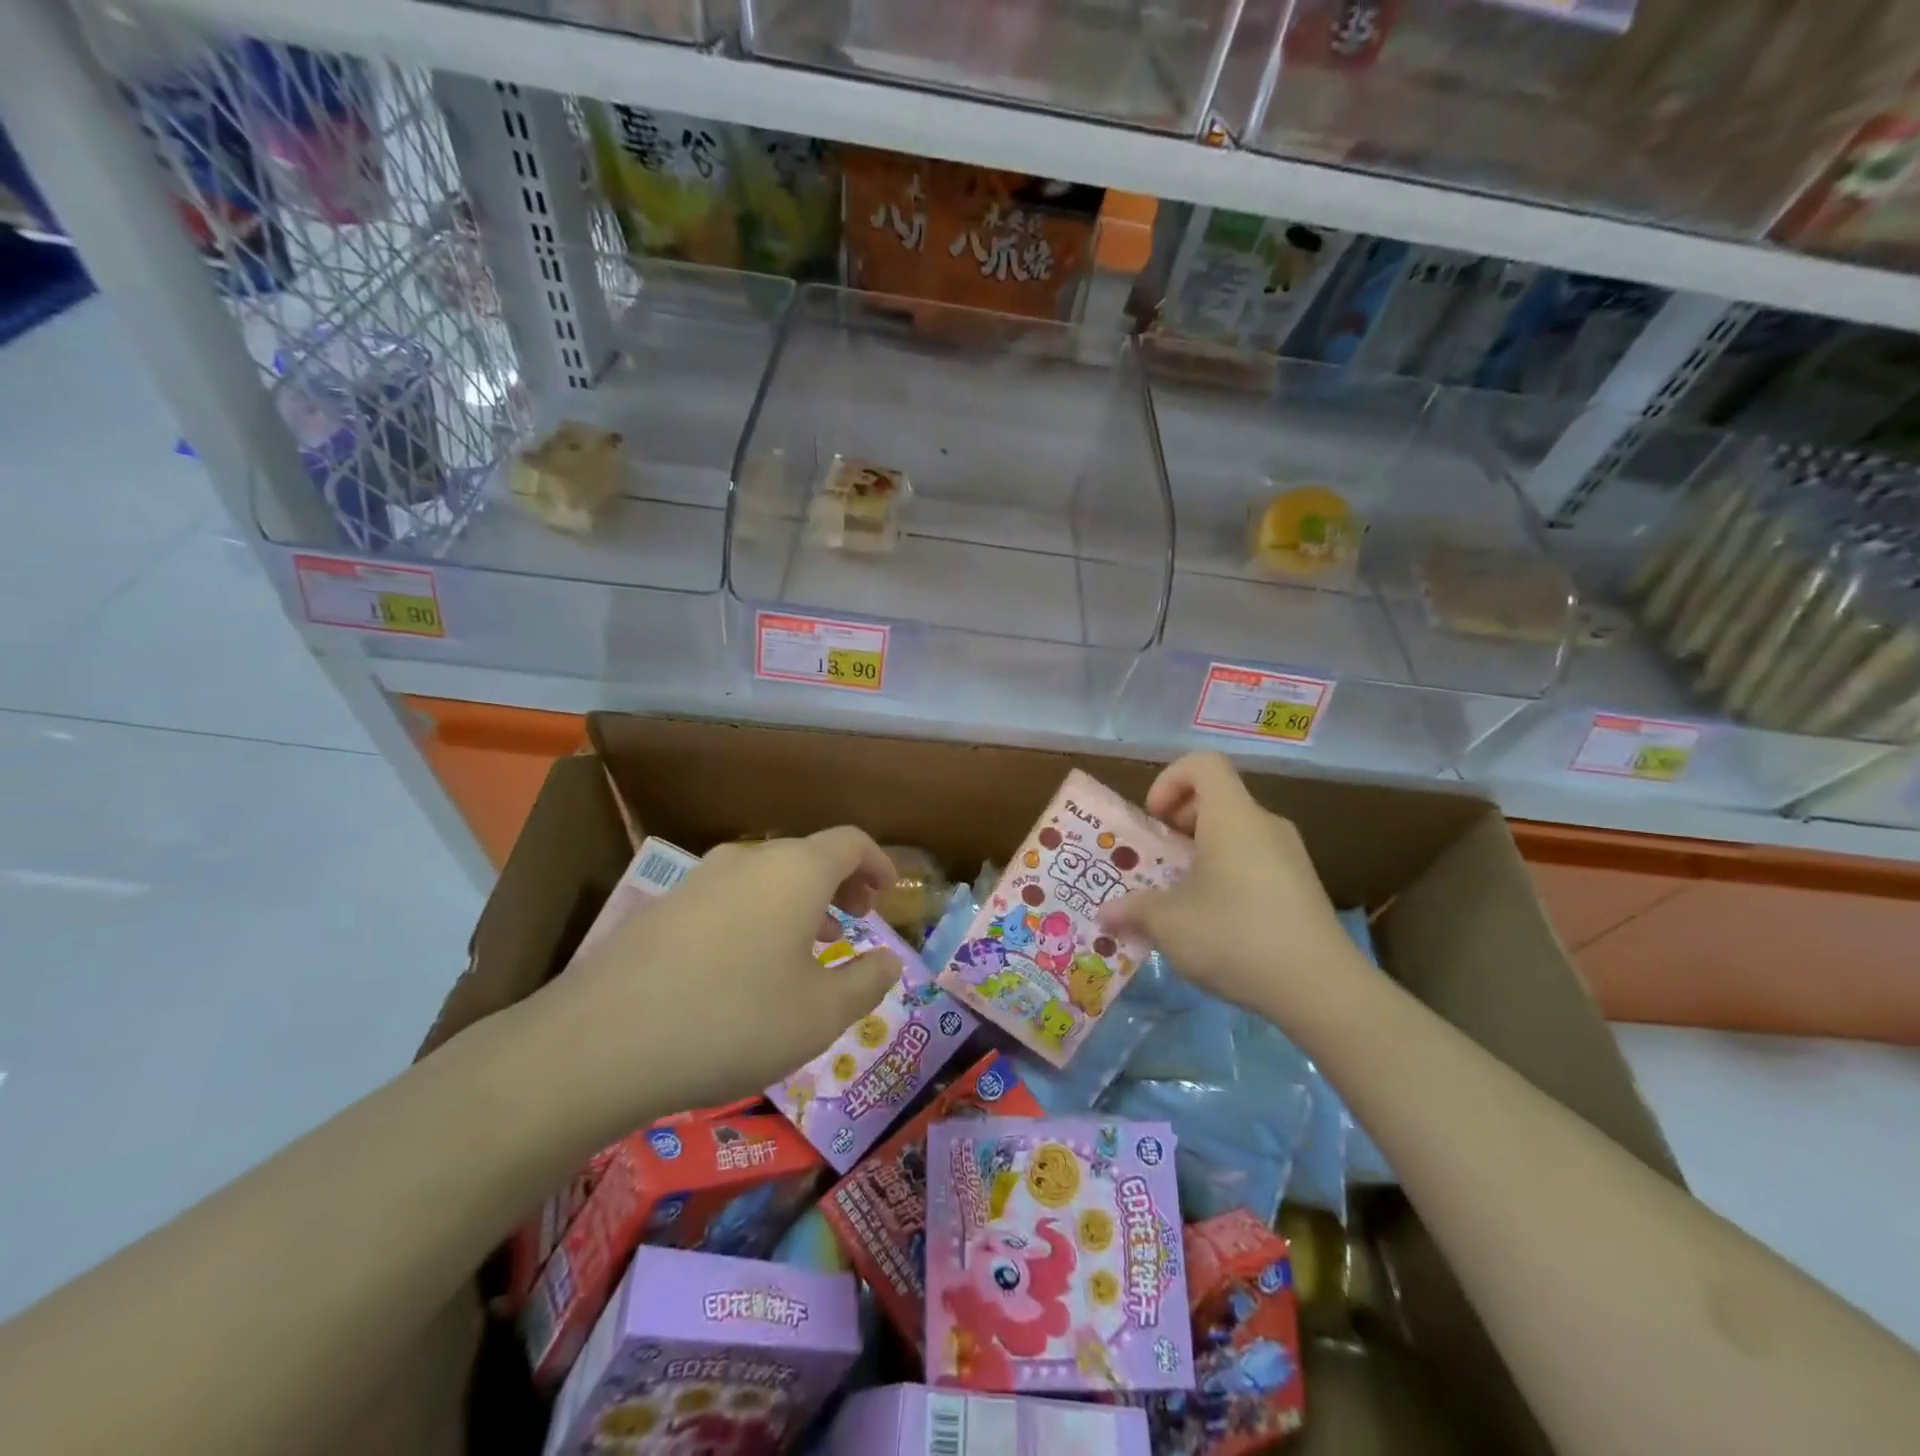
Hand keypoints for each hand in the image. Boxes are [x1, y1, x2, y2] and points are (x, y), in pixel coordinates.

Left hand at [524, 829, 902, 1133]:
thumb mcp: (820, 1016)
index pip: (851, 842)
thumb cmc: (734, 1021)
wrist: (601, 1042)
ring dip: (797, 901)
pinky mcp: (662, 906)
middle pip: (807, 855)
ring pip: (765, 876)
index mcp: (796, 870)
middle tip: (853, 922)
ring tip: (804, 947)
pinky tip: (744, 966)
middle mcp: (749, 859)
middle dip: (839, 884)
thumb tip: (891, 960)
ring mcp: (699, 878)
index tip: (889, 893)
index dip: (878, 863)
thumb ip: (866, 982)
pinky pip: (727, 897)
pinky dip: (755, 915)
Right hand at [1101, 753, 1371, 1033]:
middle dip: (1180, 822)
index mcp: (1233, 817)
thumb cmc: (1236, 936)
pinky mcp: (1303, 887)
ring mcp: (1291, 856)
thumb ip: (1133, 910)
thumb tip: (1105, 914)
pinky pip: (1256, 861)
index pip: (1203, 764)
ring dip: (1202, 852)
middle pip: (1218, 799)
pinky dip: (1228, 874)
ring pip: (1237, 833)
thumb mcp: (1169, 924)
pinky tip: (1216, 921)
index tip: (1154, 818)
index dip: (1170, 780)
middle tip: (1158, 860)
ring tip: (1181, 895)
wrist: (1322, 989)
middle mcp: (1265, 825)